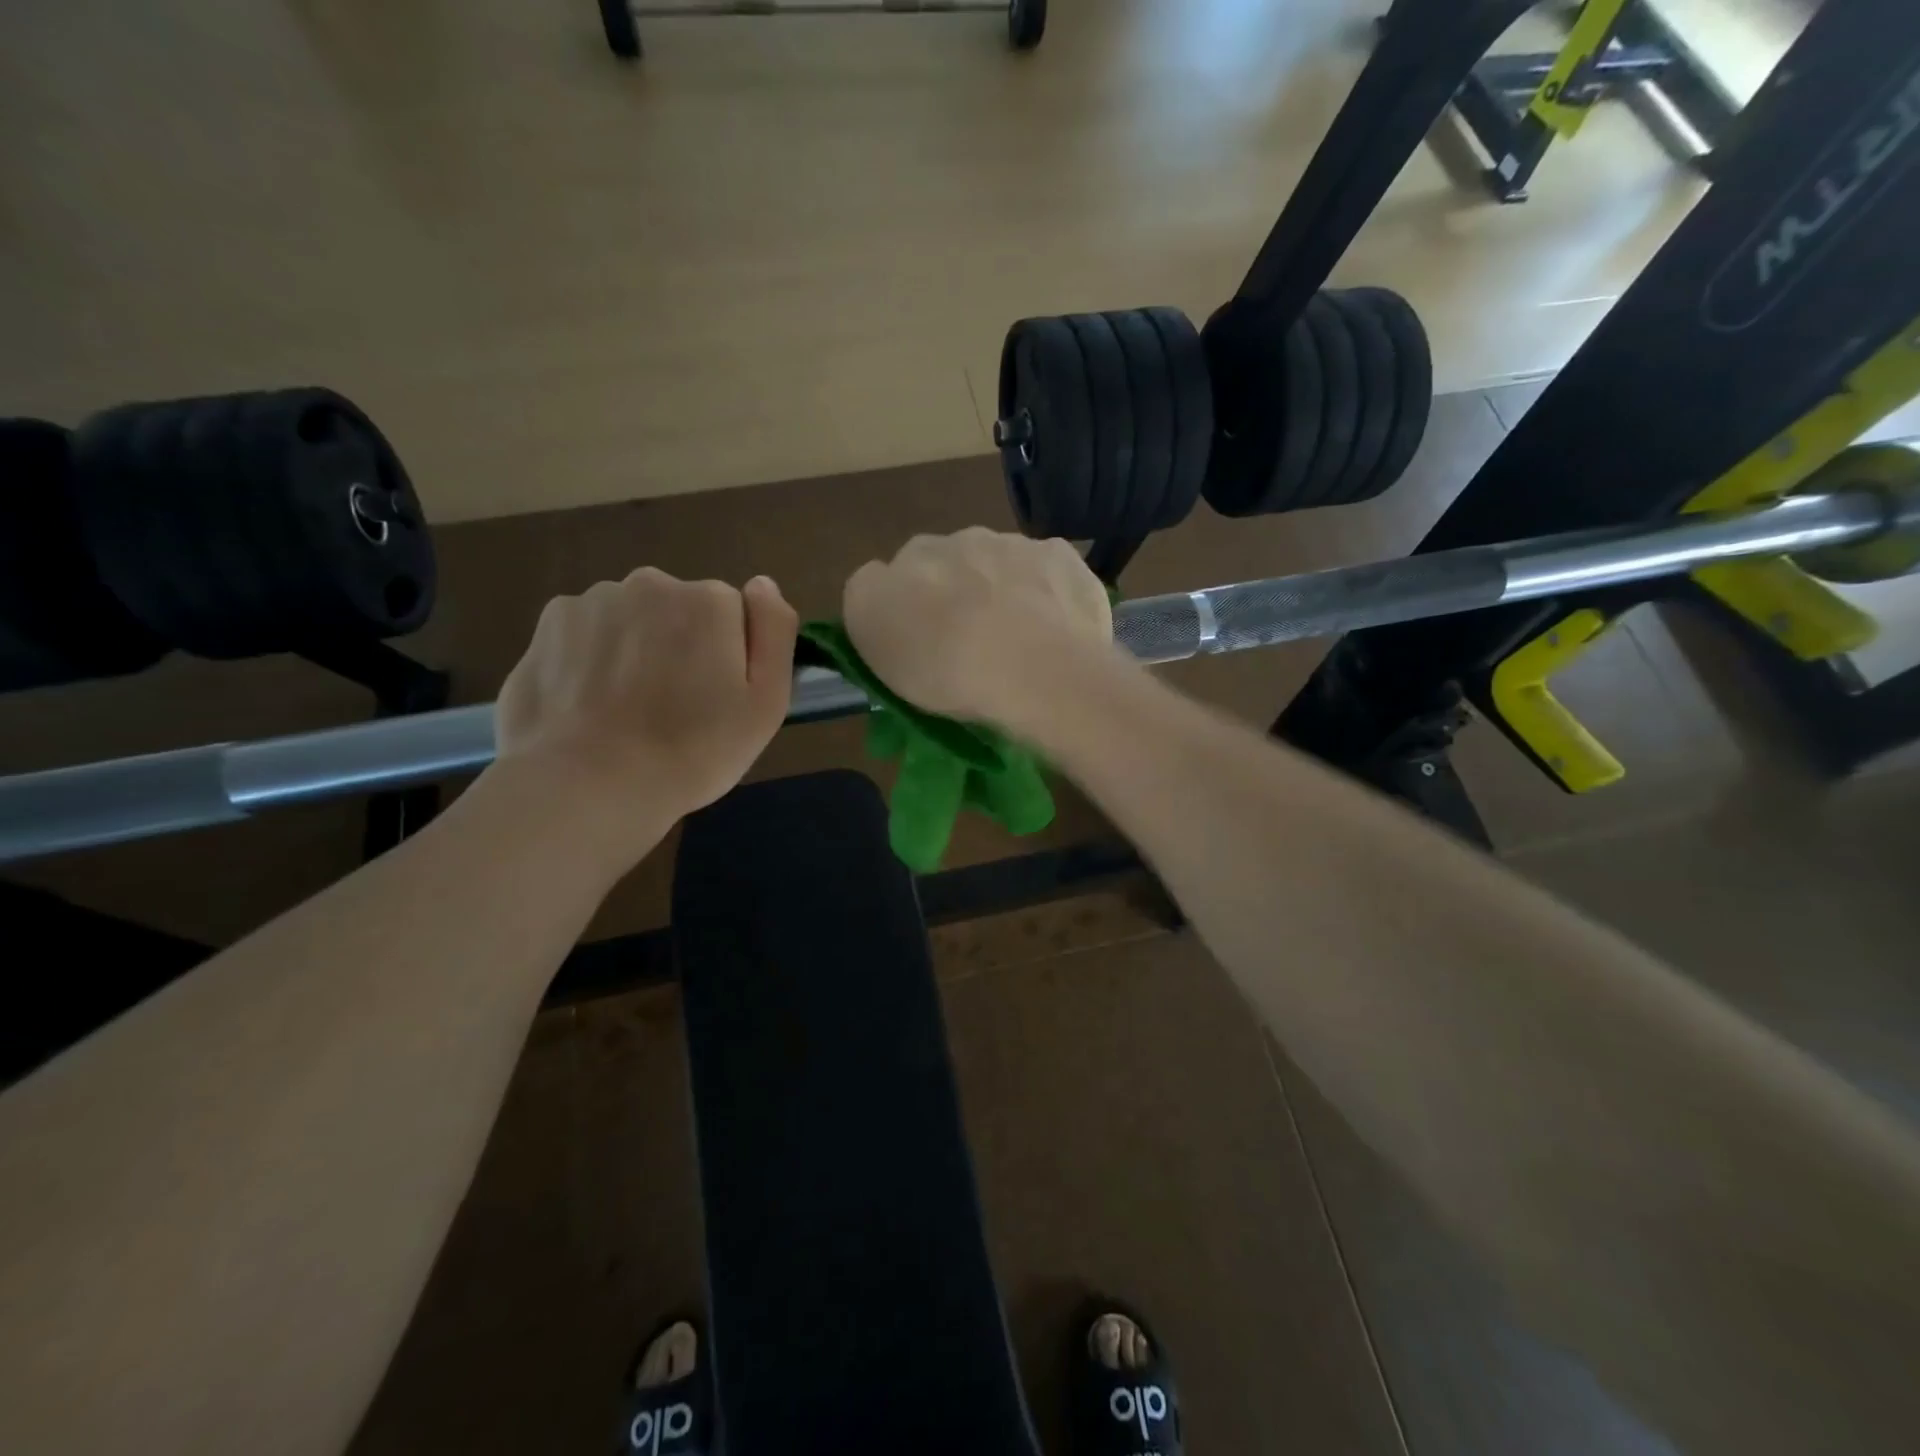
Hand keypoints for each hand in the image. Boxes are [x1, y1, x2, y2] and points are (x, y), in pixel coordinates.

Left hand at [493, 569, 797, 862]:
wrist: (589, 785)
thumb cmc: (695, 750)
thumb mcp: (767, 703)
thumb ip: (774, 631)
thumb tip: (762, 584)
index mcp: (709, 601)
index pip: (732, 615)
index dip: (729, 657)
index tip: (717, 699)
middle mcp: (651, 584)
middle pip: (680, 611)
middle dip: (680, 646)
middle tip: (675, 709)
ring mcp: (592, 601)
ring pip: (631, 620)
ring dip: (635, 650)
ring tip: (628, 711)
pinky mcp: (548, 626)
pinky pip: (587, 634)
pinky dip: (592, 659)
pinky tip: (592, 703)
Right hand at [843, 528, 1115, 730]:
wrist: (1039, 670)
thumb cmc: (948, 669)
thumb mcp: (876, 647)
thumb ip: (870, 603)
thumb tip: (884, 584)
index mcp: (909, 558)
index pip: (894, 573)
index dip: (908, 608)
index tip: (922, 644)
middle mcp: (958, 538)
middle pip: (951, 564)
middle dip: (958, 592)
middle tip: (970, 644)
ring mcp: (1014, 543)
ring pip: (1000, 562)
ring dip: (1003, 589)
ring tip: (1017, 641)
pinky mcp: (1062, 556)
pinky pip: (1046, 569)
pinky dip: (1047, 592)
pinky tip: (1054, 628)